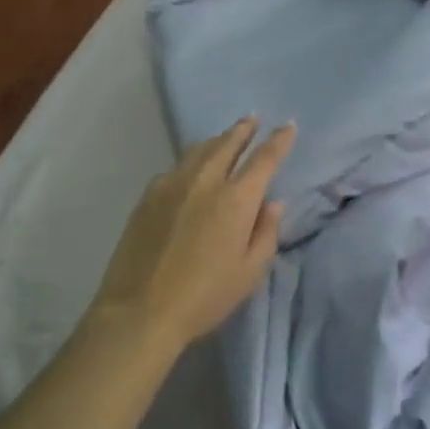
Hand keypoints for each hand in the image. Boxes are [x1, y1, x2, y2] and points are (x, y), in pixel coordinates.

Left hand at [84, 116, 296, 357]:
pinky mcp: (148, 196)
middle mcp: (205, 181)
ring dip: (217, 140)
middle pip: (228, 143)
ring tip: (225, 137)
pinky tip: (190, 170)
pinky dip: (191, 161)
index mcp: (236, 199)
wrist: (140, 310)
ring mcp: (172, 185)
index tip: (288, 125)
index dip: (279, 140)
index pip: (264, 159)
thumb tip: (272, 203)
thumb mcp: (249, 272)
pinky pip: (175, 168)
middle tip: (253, 118)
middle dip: (244, 129)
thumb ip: (265, 233)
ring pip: (199, 150)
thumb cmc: (205, 296)